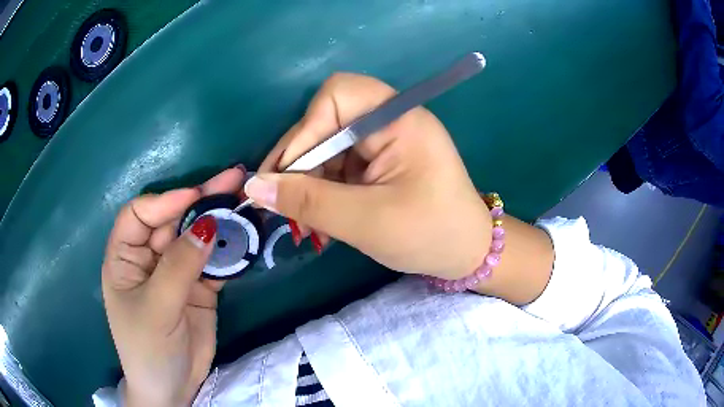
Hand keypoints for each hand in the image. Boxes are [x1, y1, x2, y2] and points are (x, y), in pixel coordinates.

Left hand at [102, 168, 246, 406]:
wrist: (173, 388)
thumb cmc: (148, 348)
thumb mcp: (156, 307)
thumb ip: (179, 266)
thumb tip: (208, 225)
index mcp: (125, 257)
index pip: (140, 214)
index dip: (165, 202)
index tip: (196, 198)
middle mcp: (149, 257)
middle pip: (173, 220)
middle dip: (201, 201)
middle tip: (233, 180)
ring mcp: (176, 271)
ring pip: (197, 238)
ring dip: (220, 221)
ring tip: (245, 200)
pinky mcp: (199, 287)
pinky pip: (215, 262)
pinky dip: (230, 250)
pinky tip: (246, 234)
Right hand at [245, 73, 490, 279]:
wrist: (467, 254)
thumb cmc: (430, 234)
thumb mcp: (366, 221)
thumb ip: (308, 202)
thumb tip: (254, 187)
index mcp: (398, 119)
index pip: (337, 96)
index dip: (306, 130)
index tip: (286, 174)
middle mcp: (390, 121)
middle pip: (326, 122)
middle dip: (301, 163)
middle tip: (281, 203)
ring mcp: (384, 142)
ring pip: (327, 147)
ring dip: (309, 182)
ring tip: (303, 222)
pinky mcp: (379, 163)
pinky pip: (338, 165)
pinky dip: (323, 190)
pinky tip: (320, 219)